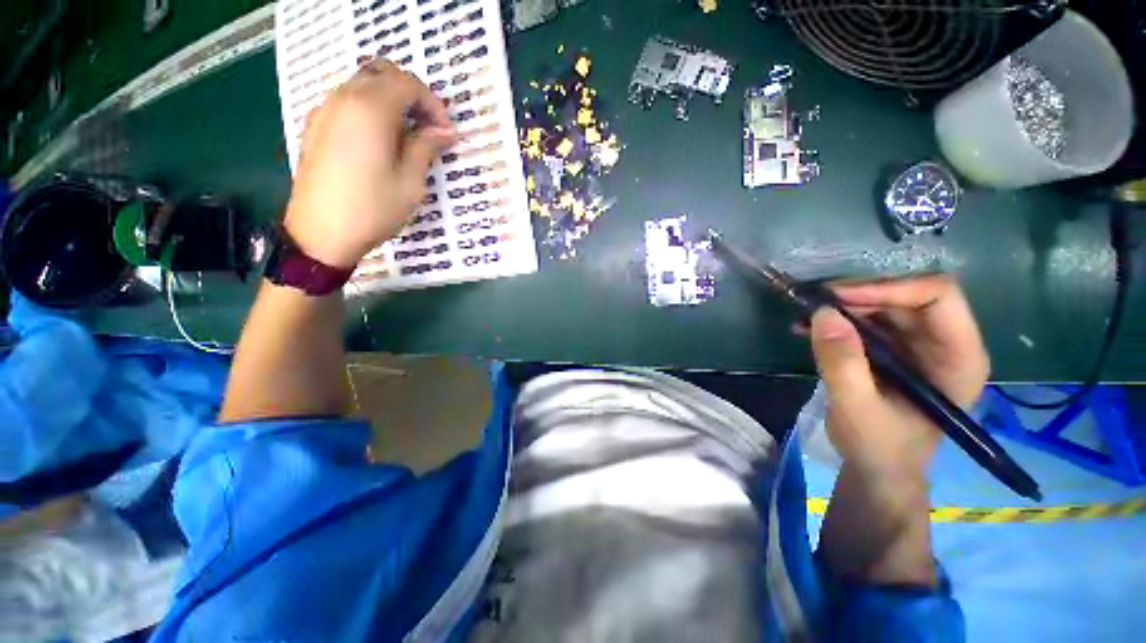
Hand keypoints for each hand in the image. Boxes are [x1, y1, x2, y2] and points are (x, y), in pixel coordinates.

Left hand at [284, 60, 456, 268]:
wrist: (321, 233)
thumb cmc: (373, 209)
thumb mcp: (410, 182)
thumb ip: (426, 148)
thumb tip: (444, 132)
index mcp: (370, 110)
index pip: (407, 84)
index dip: (433, 104)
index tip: (446, 133)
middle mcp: (343, 99)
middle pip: (382, 75)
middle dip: (412, 95)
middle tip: (429, 126)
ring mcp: (325, 111)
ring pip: (363, 85)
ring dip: (391, 101)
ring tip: (409, 135)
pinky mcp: (316, 127)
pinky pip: (347, 103)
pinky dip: (370, 110)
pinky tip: (381, 141)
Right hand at [809, 275, 989, 478]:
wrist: (877, 468)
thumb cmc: (879, 446)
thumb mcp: (856, 408)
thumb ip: (842, 363)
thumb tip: (822, 313)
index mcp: (958, 358)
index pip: (938, 298)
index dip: (890, 288)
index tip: (838, 297)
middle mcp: (944, 343)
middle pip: (908, 296)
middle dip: (859, 295)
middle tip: (813, 302)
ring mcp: (919, 345)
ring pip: (884, 304)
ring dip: (843, 306)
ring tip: (804, 316)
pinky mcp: (894, 349)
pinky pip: (867, 320)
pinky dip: (836, 319)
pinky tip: (807, 328)